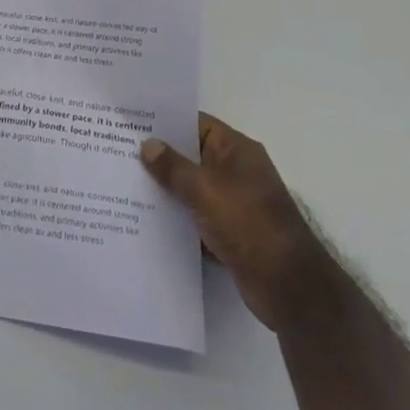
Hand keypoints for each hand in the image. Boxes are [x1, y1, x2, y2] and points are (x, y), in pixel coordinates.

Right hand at [141, 113, 313, 334]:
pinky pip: (196, 216)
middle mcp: (236, 171)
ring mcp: (233, 203)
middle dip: (160, 156)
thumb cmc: (249, 225)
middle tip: (119, 151)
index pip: (196, 123)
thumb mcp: (206, 190)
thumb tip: (148, 144)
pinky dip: (177, 218)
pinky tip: (145, 219)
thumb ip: (174, 167)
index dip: (165, 121)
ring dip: (166, 189)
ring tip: (124, 183)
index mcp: (236, 150)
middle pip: (191, 155)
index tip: (132, 121)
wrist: (289, 288)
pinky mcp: (230, 232)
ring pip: (191, 188)